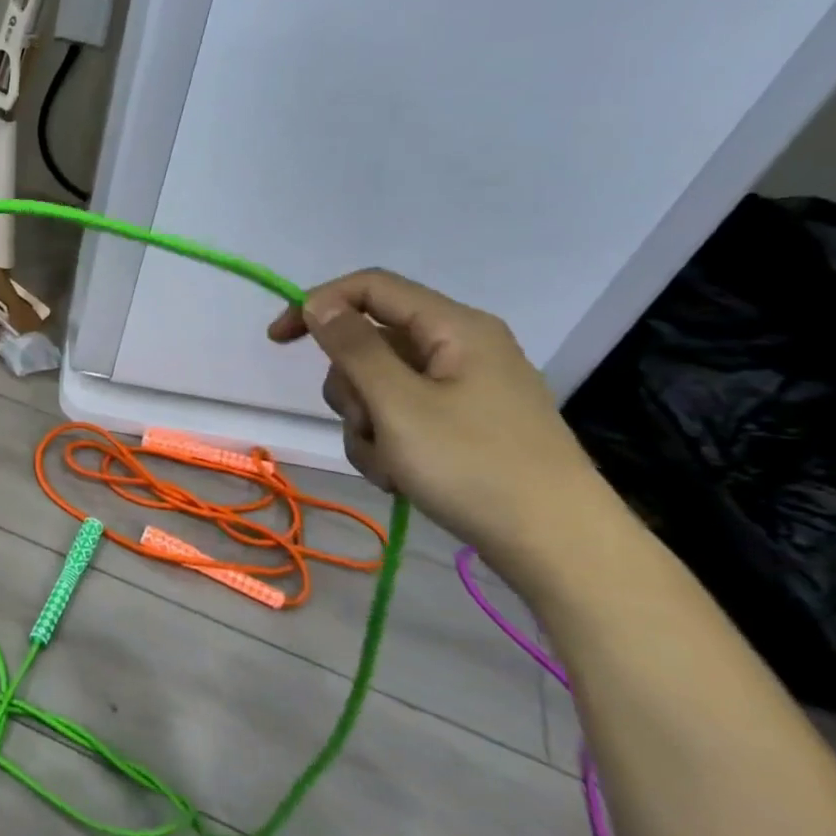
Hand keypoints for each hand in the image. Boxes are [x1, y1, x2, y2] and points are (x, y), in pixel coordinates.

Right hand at [269, 269, 608, 560]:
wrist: (558, 547)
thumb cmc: (475, 466)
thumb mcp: (399, 404)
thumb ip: (354, 347)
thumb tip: (318, 304)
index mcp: (453, 327)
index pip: (370, 288)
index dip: (317, 304)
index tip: (277, 341)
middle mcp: (458, 348)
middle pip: (369, 343)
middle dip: (350, 387)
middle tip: (367, 423)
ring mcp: (461, 389)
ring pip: (378, 386)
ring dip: (366, 424)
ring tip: (391, 463)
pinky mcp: (461, 425)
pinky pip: (399, 417)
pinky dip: (387, 445)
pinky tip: (402, 477)